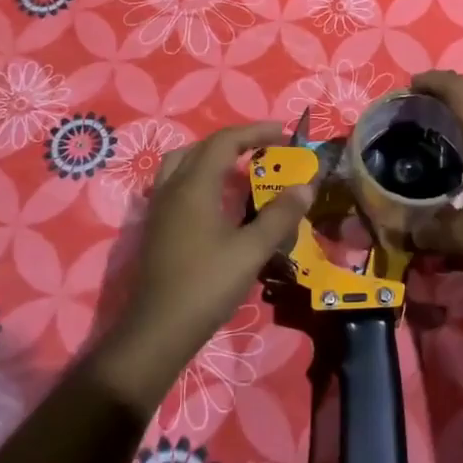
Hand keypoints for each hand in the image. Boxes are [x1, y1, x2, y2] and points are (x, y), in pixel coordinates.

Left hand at [91, 122, 312, 408]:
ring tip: (239, 166)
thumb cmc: (206, 285)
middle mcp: (172, 188)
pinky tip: (217, 200)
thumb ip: (279, 215)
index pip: (225, 141)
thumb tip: (306, 186)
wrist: (158, 330)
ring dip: (212, 156)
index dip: (256, 132)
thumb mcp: (251, 250)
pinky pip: (177, 184)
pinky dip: (200, 177)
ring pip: (183, 163)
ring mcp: (160, 208)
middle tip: (266, 148)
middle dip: (236, 141)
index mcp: (194, 186)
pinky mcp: (157, 227)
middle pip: (202, 147)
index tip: (284, 133)